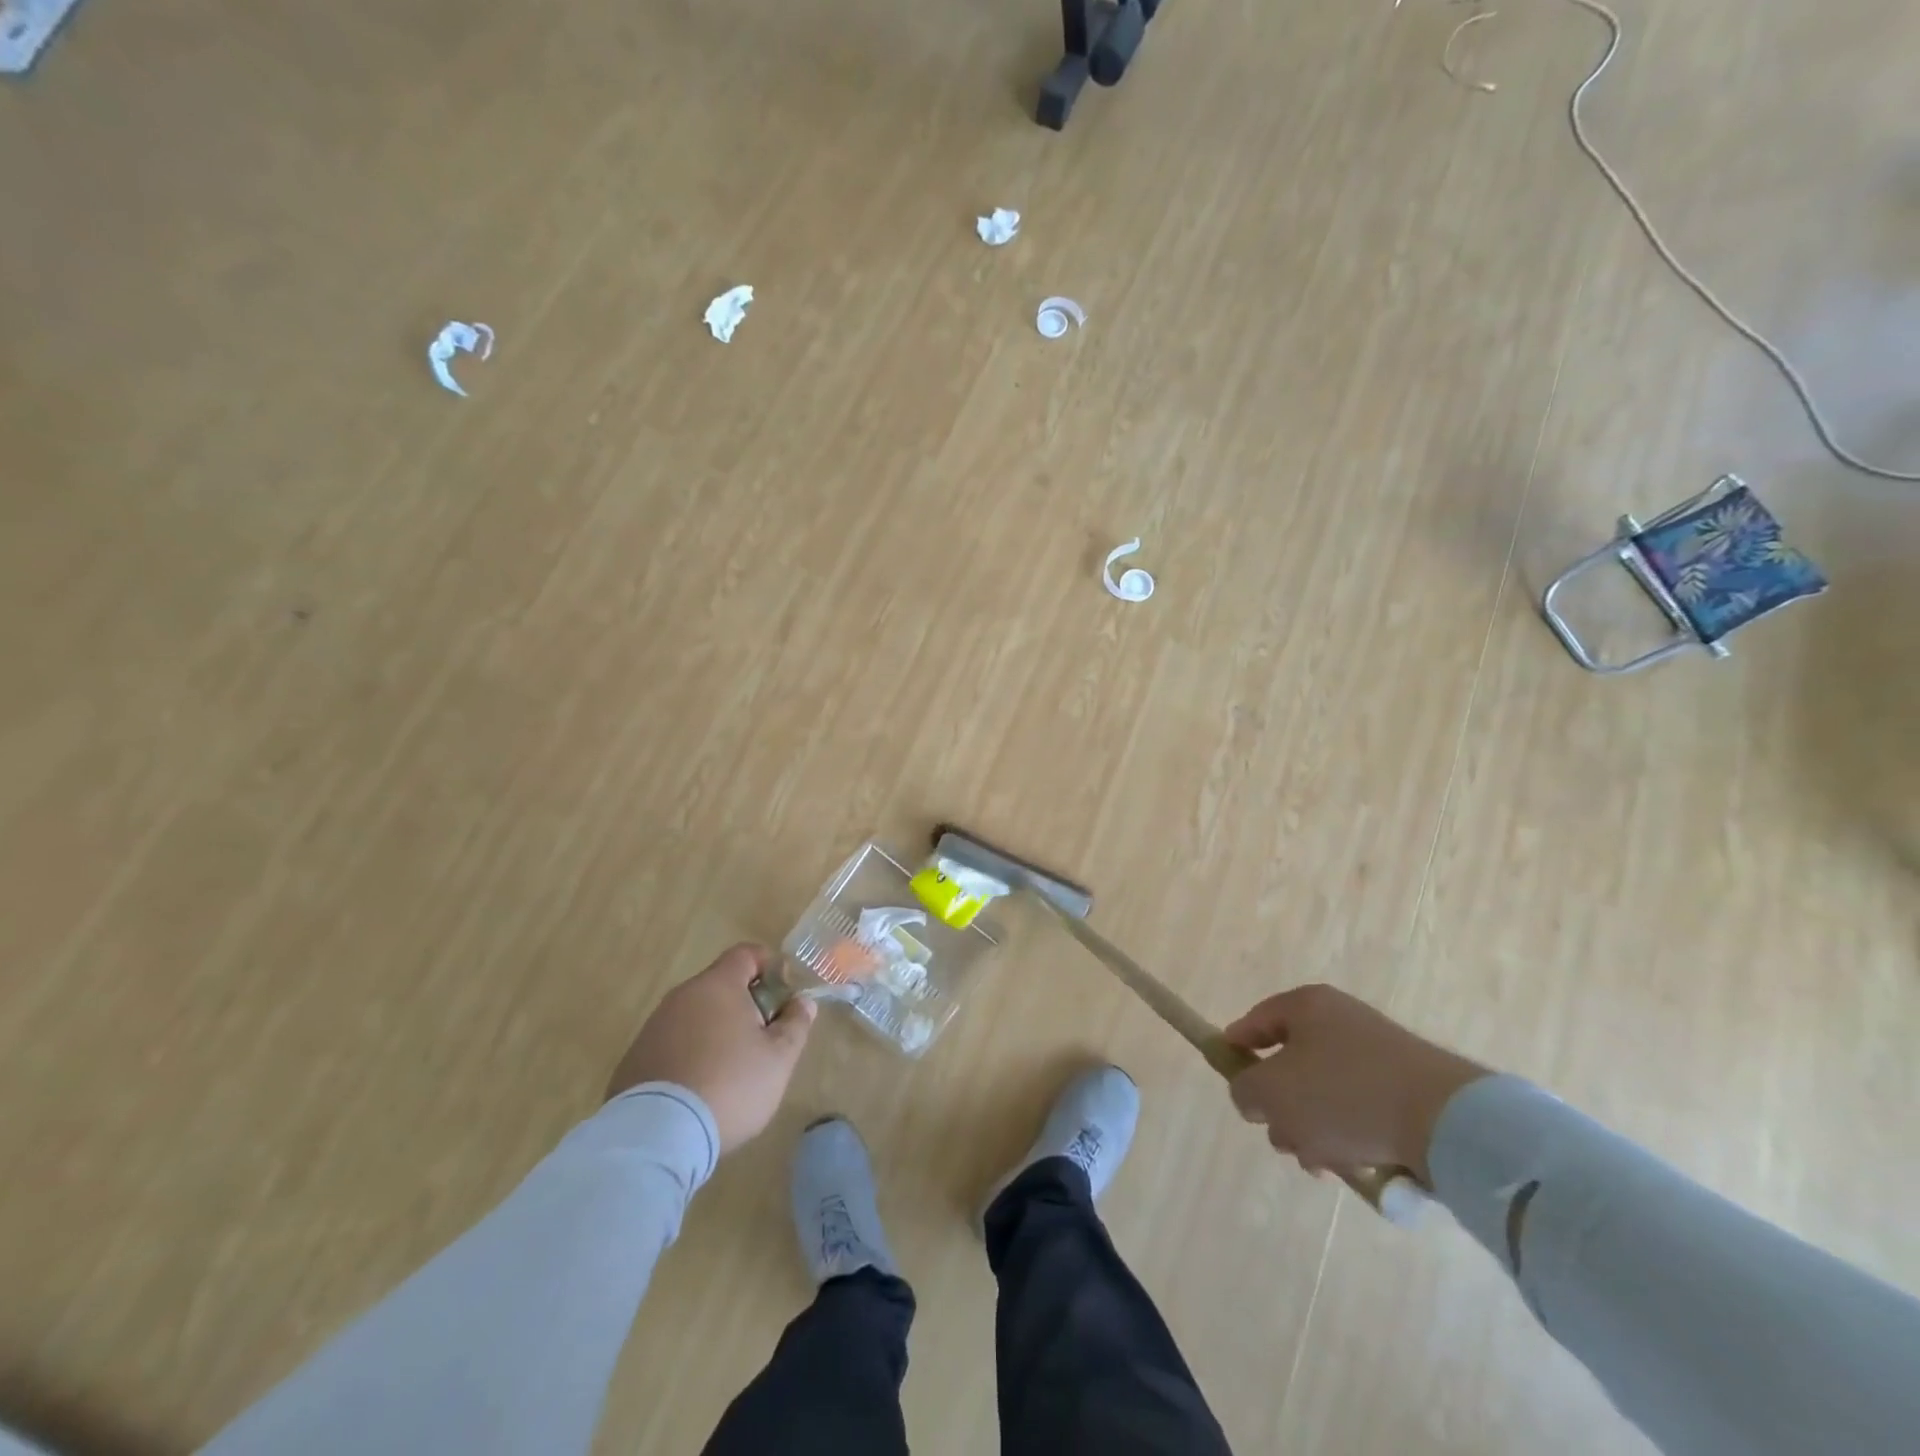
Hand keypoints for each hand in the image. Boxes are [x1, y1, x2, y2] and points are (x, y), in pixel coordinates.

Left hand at [606, 944, 816, 1151]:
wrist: (656, 1136)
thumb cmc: (730, 1085)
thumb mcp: (779, 1058)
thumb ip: (795, 1024)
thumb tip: (802, 1002)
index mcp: (718, 985)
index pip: (746, 954)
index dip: (770, 966)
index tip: (783, 995)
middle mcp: (682, 996)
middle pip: (720, 985)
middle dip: (745, 1004)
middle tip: (762, 1039)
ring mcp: (653, 1027)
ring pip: (695, 1015)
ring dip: (715, 1031)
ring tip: (730, 1070)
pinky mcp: (634, 1058)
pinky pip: (672, 1044)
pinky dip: (689, 1055)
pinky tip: (698, 1089)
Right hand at [1223, 984, 1486, 1184]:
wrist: (1446, 1121)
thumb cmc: (1343, 1094)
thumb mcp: (1272, 1092)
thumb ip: (1244, 1090)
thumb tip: (1252, 1095)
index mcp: (1307, 1006)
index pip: (1256, 1021)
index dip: (1235, 1049)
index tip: (1230, 1080)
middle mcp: (1341, 1021)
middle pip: (1290, 1064)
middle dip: (1280, 1107)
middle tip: (1283, 1137)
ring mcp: (1377, 1054)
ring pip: (1322, 1094)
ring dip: (1311, 1129)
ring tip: (1322, 1162)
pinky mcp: (1405, 1089)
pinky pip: (1358, 1110)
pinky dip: (1347, 1136)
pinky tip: (1352, 1164)